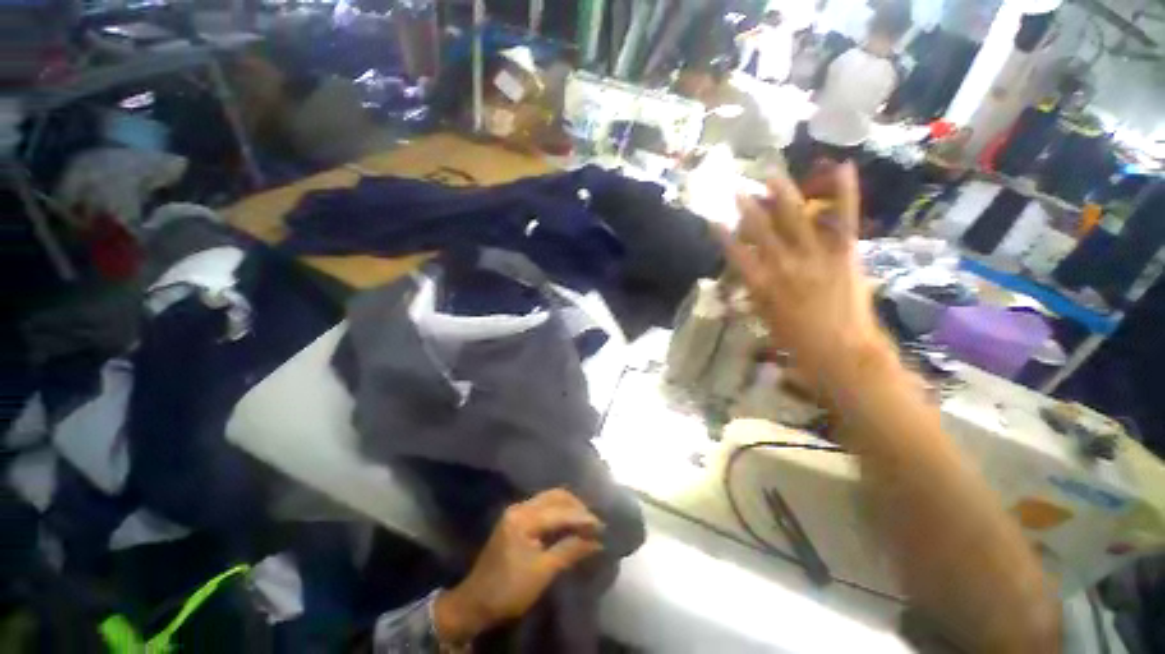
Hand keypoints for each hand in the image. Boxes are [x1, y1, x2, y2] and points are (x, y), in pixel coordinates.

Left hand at [433, 489, 604, 643]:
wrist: (476, 602)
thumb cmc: (509, 590)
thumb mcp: (542, 573)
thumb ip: (569, 551)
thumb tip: (596, 541)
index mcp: (523, 518)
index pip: (560, 511)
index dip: (582, 517)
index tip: (602, 526)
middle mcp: (520, 507)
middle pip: (555, 496)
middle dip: (577, 507)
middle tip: (595, 522)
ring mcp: (517, 510)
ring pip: (550, 498)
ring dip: (569, 507)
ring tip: (586, 521)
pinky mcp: (517, 518)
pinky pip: (544, 506)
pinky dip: (559, 511)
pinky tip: (570, 521)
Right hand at [717, 162, 889, 388]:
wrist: (841, 353)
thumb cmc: (797, 344)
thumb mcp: (766, 321)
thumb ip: (758, 296)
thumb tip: (754, 280)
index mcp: (761, 284)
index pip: (735, 253)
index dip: (722, 235)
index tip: (712, 219)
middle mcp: (782, 265)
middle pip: (761, 230)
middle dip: (747, 208)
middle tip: (738, 189)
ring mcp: (814, 255)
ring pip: (795, 217)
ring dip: (782, 194)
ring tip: (771, 175)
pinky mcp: (844, 252)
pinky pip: (843, 218)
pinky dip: (845, 192)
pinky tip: (843, 167)